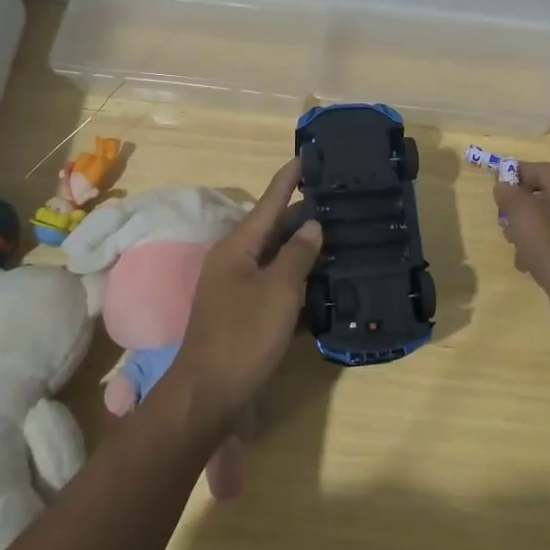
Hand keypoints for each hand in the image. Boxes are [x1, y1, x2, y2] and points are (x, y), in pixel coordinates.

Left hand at [167, 159, 321, 431]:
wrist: (209, 395)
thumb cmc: (244, 335)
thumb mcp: (278, 291)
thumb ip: (298, 254)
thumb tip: (312, 225)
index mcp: (238, 247)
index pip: (269, 201)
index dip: (289, 178)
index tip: (308, 154)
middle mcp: (236, 261)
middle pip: (274, 228)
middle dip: (304, 212)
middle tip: (339, 197)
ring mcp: (239, 289)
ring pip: (278, 258)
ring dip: (305, 248)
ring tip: (339, 233)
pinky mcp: (247, 315)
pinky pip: (278, 287)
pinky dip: (300, 281)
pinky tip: (325, 282)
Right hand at [494, 161, 549, 336]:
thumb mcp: (523, 213)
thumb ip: (509, 194)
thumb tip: (503, 185)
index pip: (540, 169)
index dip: (516, 172)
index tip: (495, 185)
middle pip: (541, 196)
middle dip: (517, 207)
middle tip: (503, 220)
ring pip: (542, 223)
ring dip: (523, 232)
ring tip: (515, 246)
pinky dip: (536, 252)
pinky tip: (528, 267)